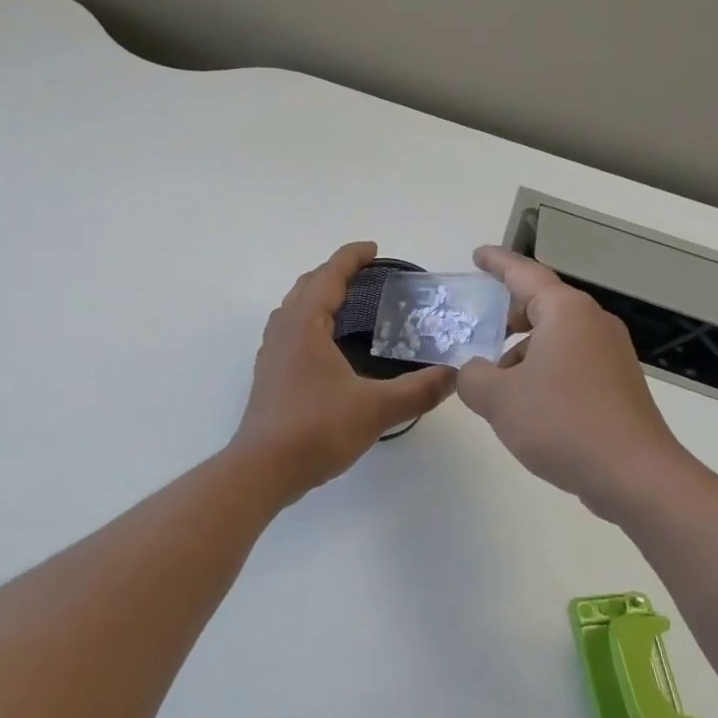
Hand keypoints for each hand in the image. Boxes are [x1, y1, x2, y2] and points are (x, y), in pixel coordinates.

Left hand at [232, 242, 457, 498]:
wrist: (263, 469)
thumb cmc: (316, 429)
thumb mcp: (376, 409)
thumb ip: (418, 390)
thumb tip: (454, 375)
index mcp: (305, 325)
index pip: (328, 276)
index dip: (351, 258)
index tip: (374, 249)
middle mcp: (283, 331)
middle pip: (307, 286)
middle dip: (334, 273)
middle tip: (366, 274)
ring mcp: (271, 353)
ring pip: (294, 309)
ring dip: (318, 297)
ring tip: (348, 304)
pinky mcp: (269, 375)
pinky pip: (290, 332)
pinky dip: (310, 322)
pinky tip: (328, 347)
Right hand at [457, 246, 687, 502]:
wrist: (634, 476)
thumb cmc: (561, 422)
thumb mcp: (497, 398)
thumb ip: (472, 376)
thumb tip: (476, 373)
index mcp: (566, 312)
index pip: (524, 274)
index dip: (497, 263)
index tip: (478, 256)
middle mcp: (593, 324)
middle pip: (542, 305)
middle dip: (507, 314)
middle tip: (477, 326)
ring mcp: (611, 354)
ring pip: (556, 337)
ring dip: (523, 350)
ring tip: (495, 381)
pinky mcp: (618, 384)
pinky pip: (571, 362)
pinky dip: (544, 370)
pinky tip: (527, 404)